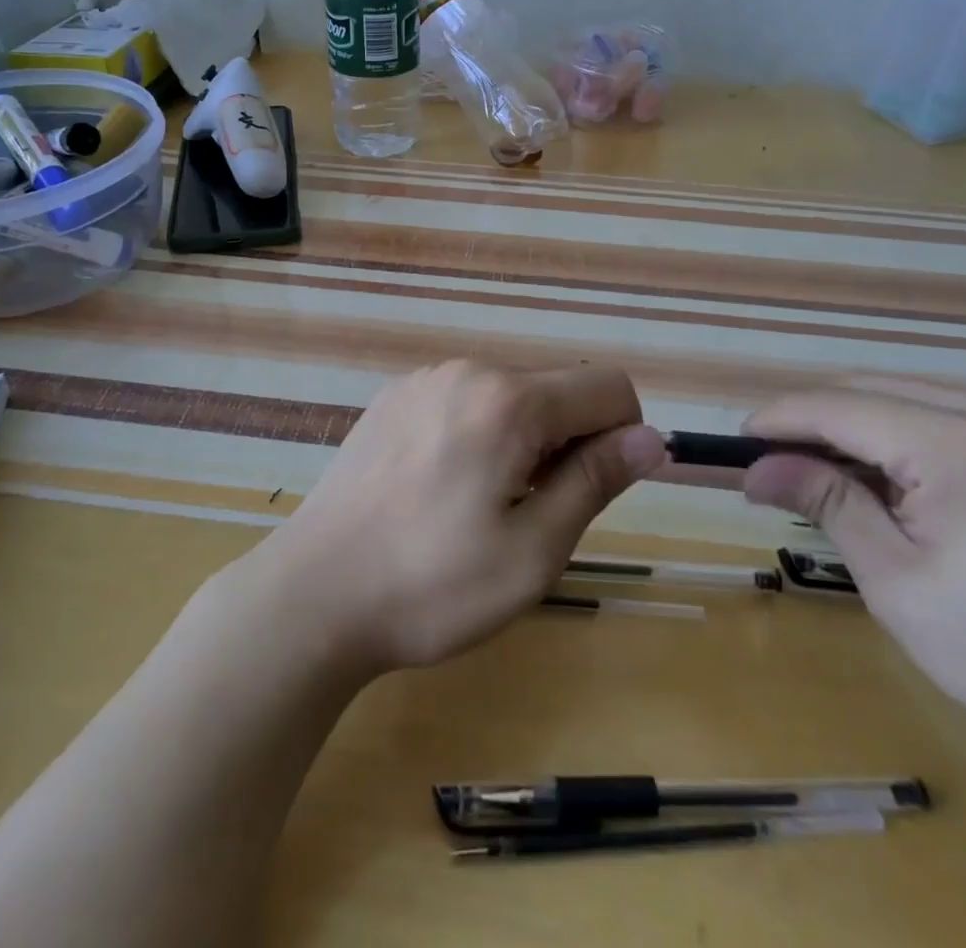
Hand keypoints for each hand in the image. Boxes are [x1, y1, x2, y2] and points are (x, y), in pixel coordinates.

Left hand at [249, 361, 666, 673]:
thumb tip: (652, 439)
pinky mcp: (392, 398)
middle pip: (556, 390)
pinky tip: (437, 490)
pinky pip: (462, 402)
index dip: (622, 438)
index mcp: (509, 400)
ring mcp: (423, 380)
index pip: (608, 387)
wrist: (312, 594)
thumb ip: (596, 480)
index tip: (588, 492)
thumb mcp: (533, 550)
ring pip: (509, 396)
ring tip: (478, 507)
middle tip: (527, 515)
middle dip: (566, 443)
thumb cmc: (432, 586)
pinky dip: (476, 435)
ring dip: (520, 441)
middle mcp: (468, 371)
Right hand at [740, 378, 965, 815]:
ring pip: (909, 395)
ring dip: (857, 426)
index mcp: (963, 444)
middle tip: (772, 464)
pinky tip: (891, 478)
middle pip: (872, 390)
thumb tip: (754, 468)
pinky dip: (904, 434)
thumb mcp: (897, 581)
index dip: (780, 420)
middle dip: (813, 421)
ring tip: (824, 474)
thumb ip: (825, 501)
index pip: (841, 407)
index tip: (736, 444)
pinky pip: (952, 414)